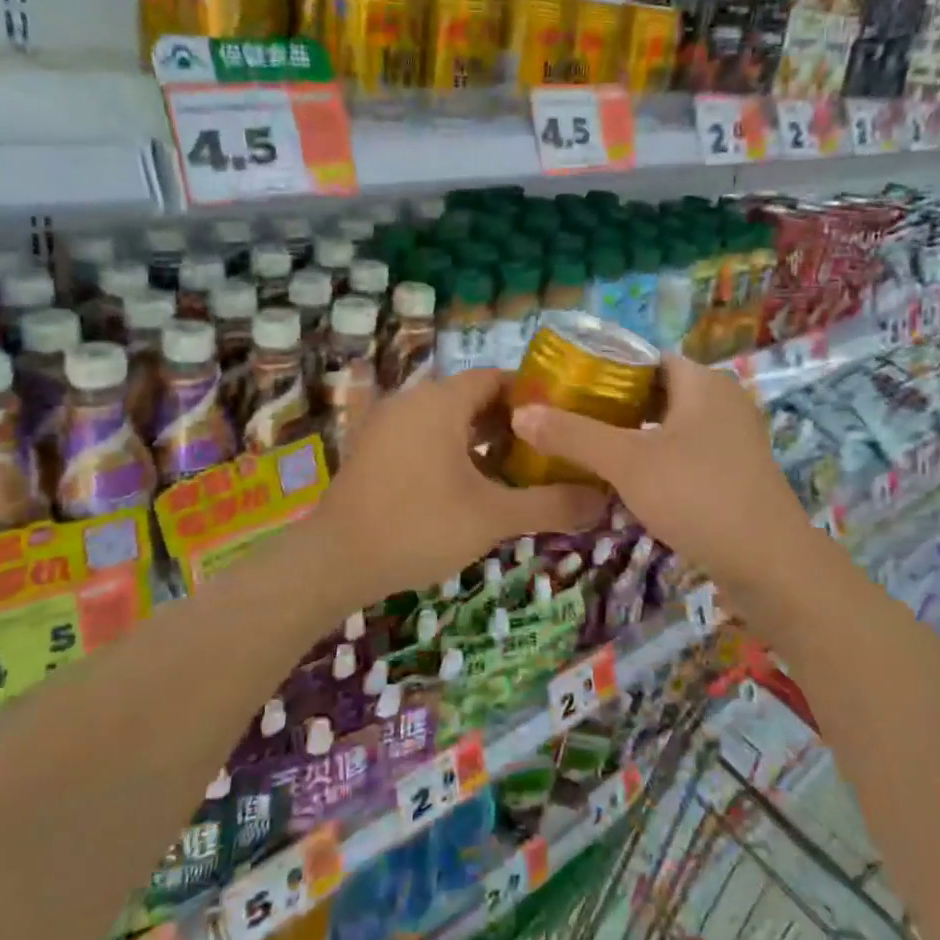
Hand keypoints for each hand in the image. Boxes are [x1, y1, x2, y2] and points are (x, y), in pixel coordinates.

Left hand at [306, 370, 607, 601]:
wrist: (335, 561)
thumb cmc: (418, 526)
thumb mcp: (492, 517)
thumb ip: (550, 505)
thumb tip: (604, 500)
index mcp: (440, 402)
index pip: (496, 378)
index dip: (532, 396)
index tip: (562, 422)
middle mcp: (412, 401)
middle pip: (472, 398)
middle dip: (510, 422)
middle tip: (546, 451)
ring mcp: (387, 424)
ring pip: (447, 419)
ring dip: (481, 439)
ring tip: (516, 470)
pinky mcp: (373, 449)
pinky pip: (423, 436)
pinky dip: (451, 451)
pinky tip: (471, 486)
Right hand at [509, 356, 807, 595]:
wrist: (770, 565)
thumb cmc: (697, 495)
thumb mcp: (626, 462)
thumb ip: (573, 435)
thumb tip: (520, 413)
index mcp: (704, 382)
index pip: (646, 359)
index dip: (605, 370)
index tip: (567, 390)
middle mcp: (724, 401)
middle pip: (658, 392)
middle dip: (615, 406)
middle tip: (571, 423)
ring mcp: (735, 438)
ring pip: (672, 425)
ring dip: (635, 436)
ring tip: (591, 452)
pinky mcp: (737, 472)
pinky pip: (688, 452)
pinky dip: (658, 459)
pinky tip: (630, 482)